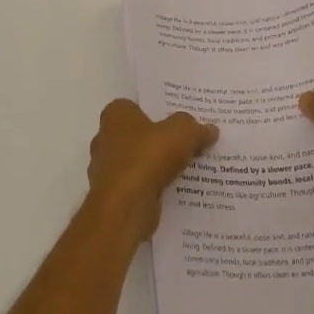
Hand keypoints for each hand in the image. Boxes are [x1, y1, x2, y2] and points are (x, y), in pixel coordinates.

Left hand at [87, 100, 217, 239]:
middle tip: (184, 142)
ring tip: (184, 168)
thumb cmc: (148, 157)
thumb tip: (210, 129)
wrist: (125, 207)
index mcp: (115, 115)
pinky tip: (173, 189)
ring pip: (136, 161)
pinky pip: (137, 185)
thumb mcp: (183, 133)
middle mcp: (104, 139)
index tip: (176, 120)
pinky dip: (151, 187)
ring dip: (154, 166)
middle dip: (156, 139)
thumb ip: (195, 128)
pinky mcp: (112, 195)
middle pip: (136, 134)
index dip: (155, 111)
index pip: (134, 106)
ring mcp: (105, 169)